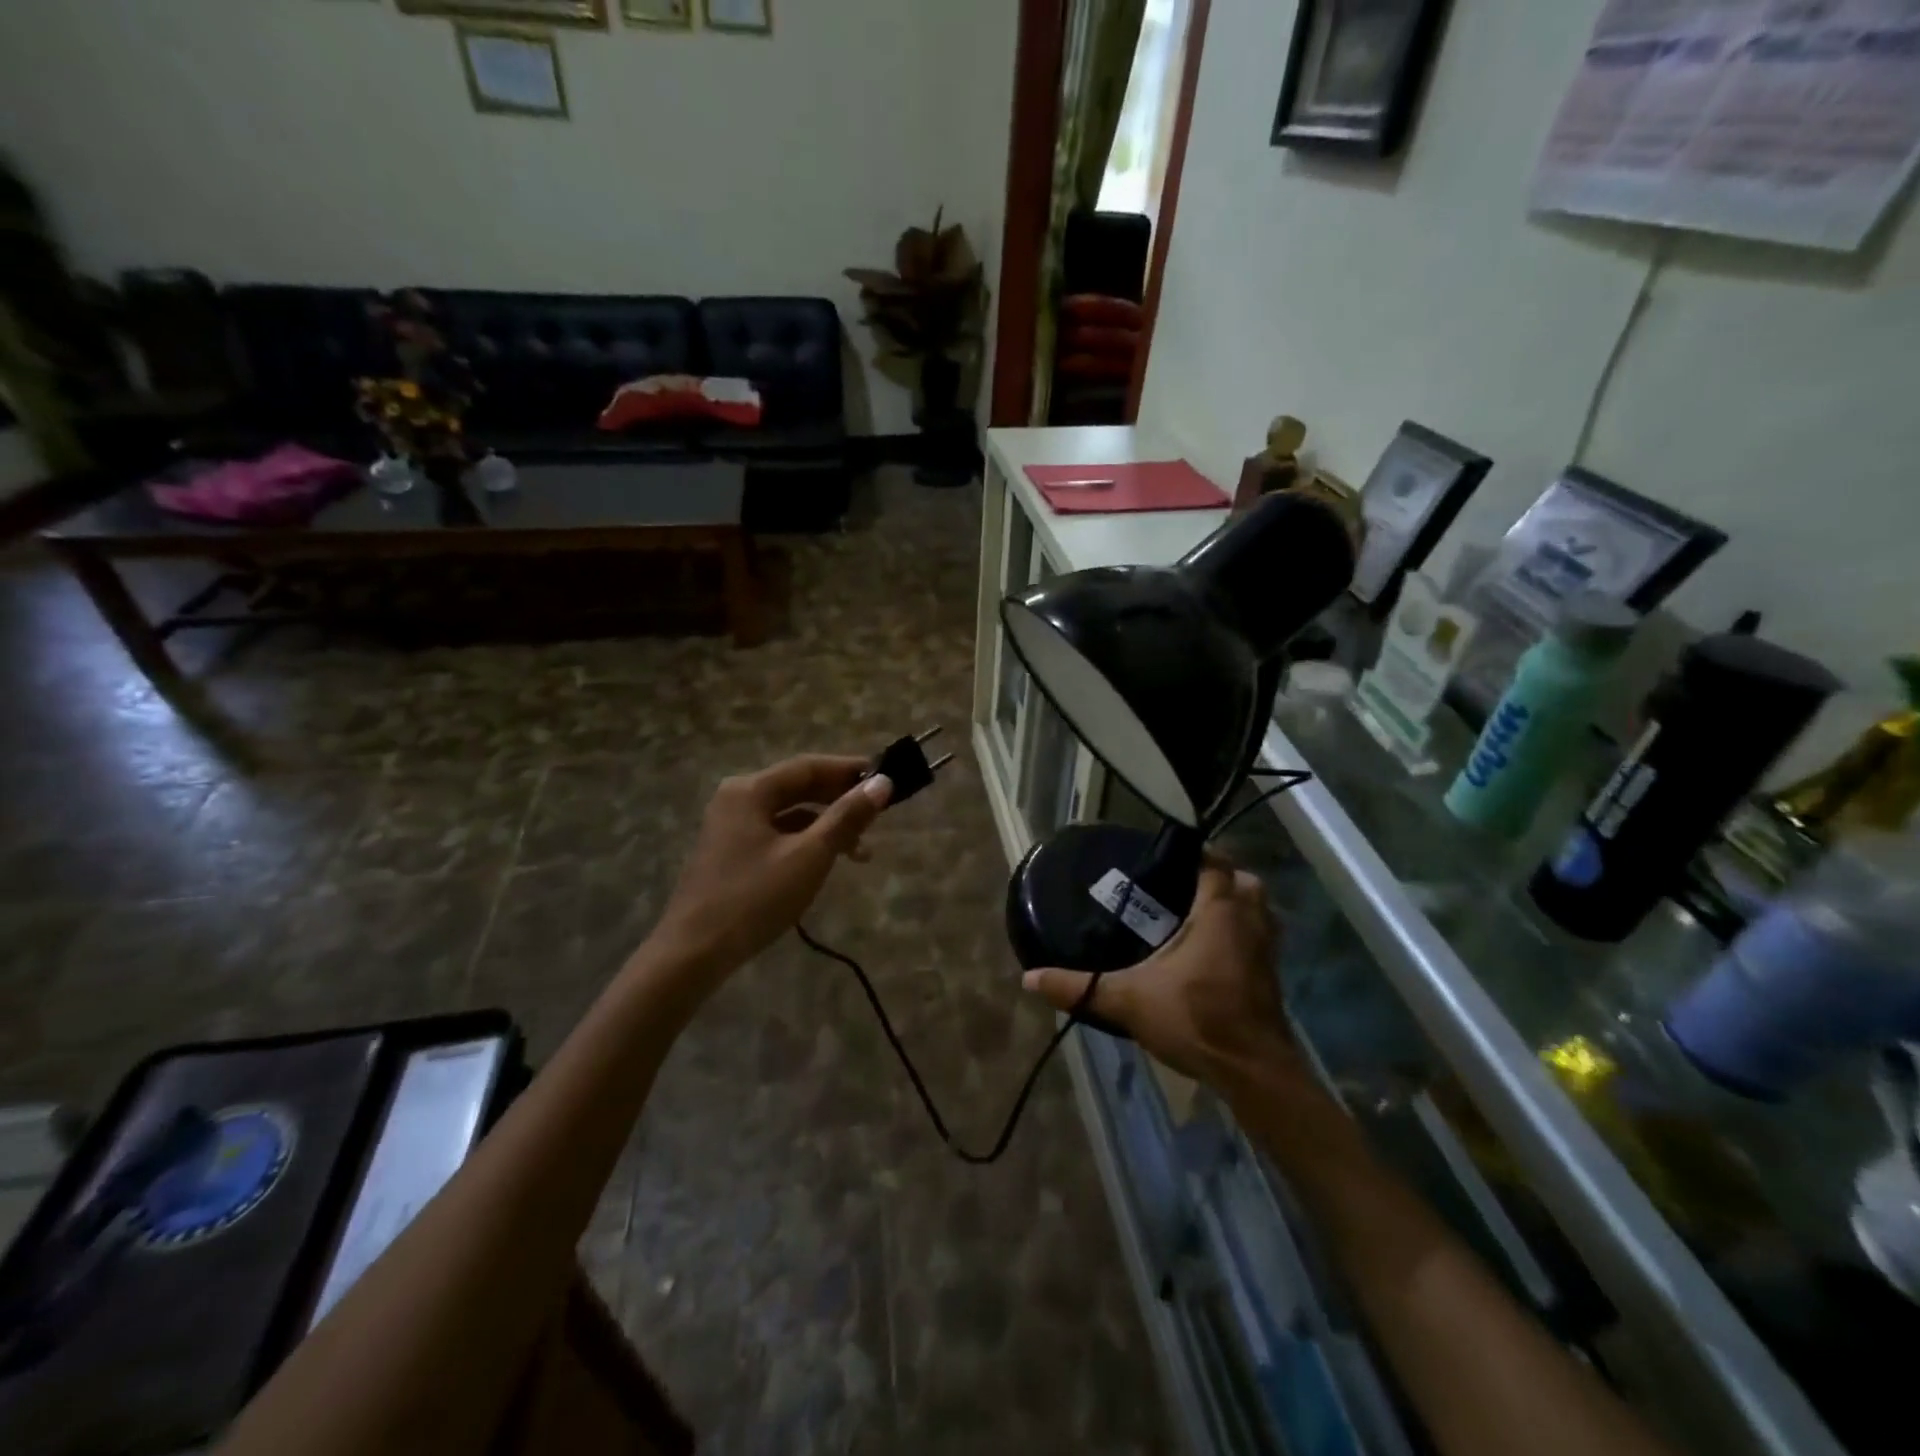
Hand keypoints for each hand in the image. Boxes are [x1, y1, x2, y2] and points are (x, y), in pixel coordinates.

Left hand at [653, 755, 891, 974]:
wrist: (693, 954)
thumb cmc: (754, 898)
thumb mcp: (809, 856)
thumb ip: (846, 817)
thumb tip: (882, 783)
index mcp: (750, 790)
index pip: (808, 767)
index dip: (849, 770)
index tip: (886, 778)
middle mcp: (737, 800)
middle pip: (797, 787)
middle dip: (840, 799)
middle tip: (879, 812)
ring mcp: (730, 827)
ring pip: (788, 814)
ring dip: (826, 825)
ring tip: (861, 850)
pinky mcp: (730, 854)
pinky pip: (776, 834)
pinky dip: (805, 842)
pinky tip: (826, 862)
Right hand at [1022, 858, 1300, 1093]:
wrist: (1253, 1073)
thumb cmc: (1196, 1020)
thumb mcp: (1128, 1001)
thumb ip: (1079, 987)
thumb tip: (1029, 978)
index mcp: (1220, 913)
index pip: (1214, 863)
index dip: (1192, 853)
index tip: (1162, 857)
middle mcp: (1250, 922)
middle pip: (1243, 881)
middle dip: (1217, 876)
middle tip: (1179, 885)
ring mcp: (1267, 950)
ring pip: (1258, 909)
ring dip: (1234, 905)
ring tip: (1194, 913)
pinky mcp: (1271, 975)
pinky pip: (1259, 937)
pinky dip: (1241, 933)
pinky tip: (1210, 951)